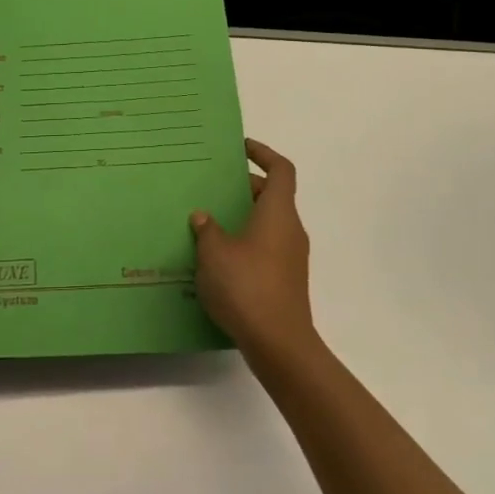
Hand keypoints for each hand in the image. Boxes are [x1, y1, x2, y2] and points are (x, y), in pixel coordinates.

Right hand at [191, 139, 317, 363]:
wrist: (279, 345)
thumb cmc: (247, 286)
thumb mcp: (214, 253)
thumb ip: (207, 229)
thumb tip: (204, 216)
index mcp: (277, 212)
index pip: (281, 169)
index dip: (263, 154)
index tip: (241, 149)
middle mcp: (290, 229)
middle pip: (272, 196)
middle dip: (244, 188)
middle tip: (212, 188)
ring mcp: (291, 257)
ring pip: (267, 224)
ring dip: (242, 218)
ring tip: (208, 223)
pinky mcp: (285, 281)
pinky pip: (265, 248)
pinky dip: (245, 243)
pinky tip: (217, 260)